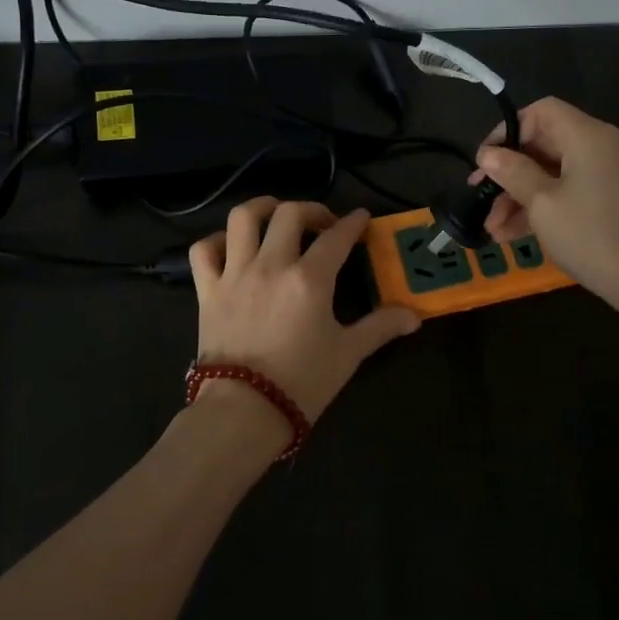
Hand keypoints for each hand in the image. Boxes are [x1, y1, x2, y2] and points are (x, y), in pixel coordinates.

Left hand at [189, 198, 420, 423]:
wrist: (244, 411)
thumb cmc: (302, 383)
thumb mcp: (348, 354)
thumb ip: (380, 327)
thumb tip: (414, 316)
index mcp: (309, 279)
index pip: (336, 237)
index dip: (353, 222)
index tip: (360, 218)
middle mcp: (271, 265)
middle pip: (289, 214)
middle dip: (311, 210)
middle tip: (322, 224)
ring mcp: (235, 274)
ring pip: (243, 218)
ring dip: (262, 208)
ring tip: (274, 214)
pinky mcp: (207, 290)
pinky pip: (203, 250)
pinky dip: (216, 241)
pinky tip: (231, 247)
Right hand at [474, 98, 618, 347]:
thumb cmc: (593, 237)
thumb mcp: (543, 205)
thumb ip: (513, 173)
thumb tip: (488, 154)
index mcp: (587, 136)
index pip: (541, 111)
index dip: (509, 130)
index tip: (485, 161)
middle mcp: (602, 147)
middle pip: (545, 143)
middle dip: (509, 171)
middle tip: (479, 196)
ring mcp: (610, 175)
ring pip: (555, 173)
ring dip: (521, 196)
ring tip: (494, 229)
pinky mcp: (614, 201)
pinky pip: (571, 191)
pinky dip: (544, 207)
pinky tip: (516, 234)